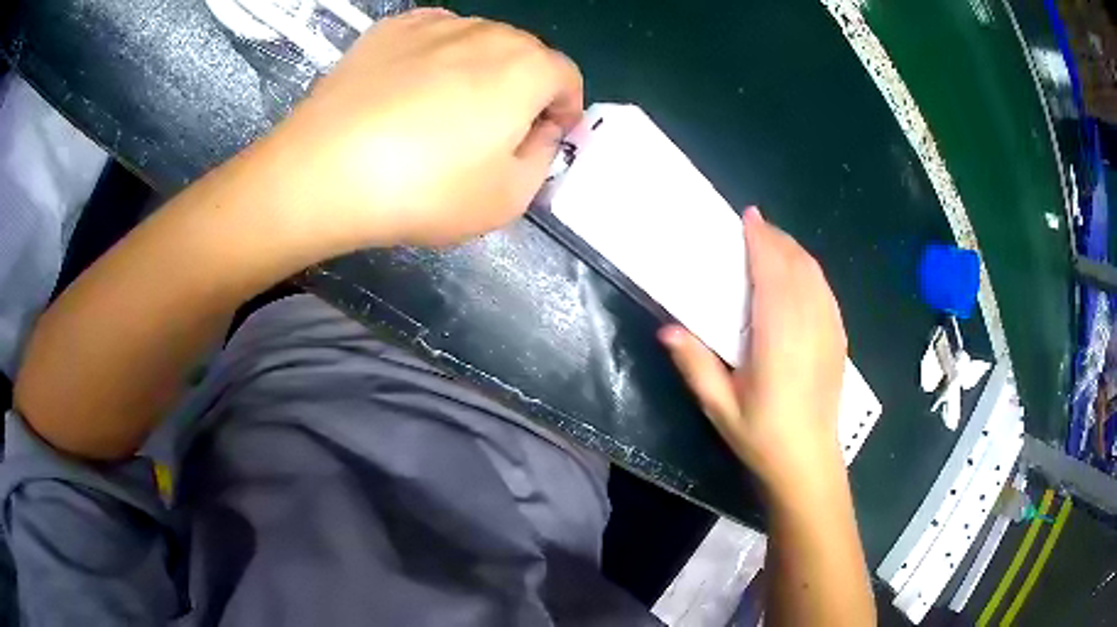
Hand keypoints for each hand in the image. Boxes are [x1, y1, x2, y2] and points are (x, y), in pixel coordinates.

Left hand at [253, 8, 582, 251]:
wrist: (324, 171)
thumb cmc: (424, 190)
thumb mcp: (507, 199)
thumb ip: (541, 159)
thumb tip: (539, 132)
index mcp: (528, 69)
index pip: (567, 78)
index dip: (563, 110)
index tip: (543, 138)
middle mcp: (488, 32)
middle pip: (524, 55)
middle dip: (523, 89)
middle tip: (493, 130)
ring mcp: (435, 24)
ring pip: (477, 42)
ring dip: (479, 70)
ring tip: (444, 110)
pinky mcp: (389, 29)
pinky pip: (432, 36)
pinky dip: (435, 57)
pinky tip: (411, 88)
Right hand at [659, 208, 847, 490]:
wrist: (809, 462)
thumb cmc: (762, 436)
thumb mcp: (721, 406)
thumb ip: (695, 365)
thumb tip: (667, 328)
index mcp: (778, 337)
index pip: (773, 273)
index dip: (761, 240)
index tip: (749, 217)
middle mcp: (809, 325)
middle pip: (797, 266)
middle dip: (777, 239)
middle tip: (755, 226)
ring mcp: (829, 331)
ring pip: (815, 276)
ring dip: (795, 252)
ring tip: (774, 244)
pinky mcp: (839, 340)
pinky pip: (826, 293)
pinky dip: (812, 273)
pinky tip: (801, 276)